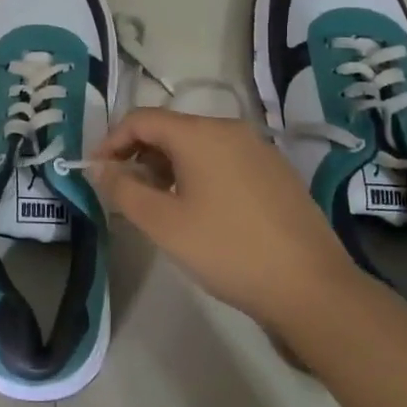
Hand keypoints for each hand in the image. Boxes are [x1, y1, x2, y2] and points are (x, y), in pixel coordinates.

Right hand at [91, 109, 361, 347]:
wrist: (310, 287)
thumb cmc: (227, 250)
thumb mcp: (163, 223)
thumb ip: (123, 189)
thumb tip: (99, 168)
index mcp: (200, 134)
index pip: (141, 119)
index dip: (110, 142)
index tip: (96, 173)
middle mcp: (230, 129)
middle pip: (170, 129)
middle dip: (139, 155)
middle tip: (124, 193)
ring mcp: (258, 149)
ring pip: (197, 145)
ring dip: (167, 167)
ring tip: (158, 205)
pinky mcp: (275, 171)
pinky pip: (223, 159)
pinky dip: (198, 174)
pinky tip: (199, 210)